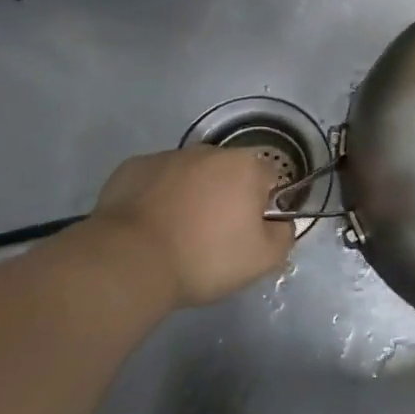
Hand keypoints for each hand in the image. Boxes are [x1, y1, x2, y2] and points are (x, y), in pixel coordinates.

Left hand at [89, 145, 294, 308]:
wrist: (130, 261)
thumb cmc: (205, 257)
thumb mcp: (263, 260)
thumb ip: (284, 235)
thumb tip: (280, 223)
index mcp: (246, 167)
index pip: (270, 175)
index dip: (264, 202)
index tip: (250, 229)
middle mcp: (209, 151)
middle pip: (228, 171)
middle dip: (226, 195)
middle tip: (213, 234)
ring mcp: (168, 156)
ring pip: (190, 174)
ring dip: (191, 194)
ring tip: (176, 232)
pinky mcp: (132, 167)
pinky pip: (155, 180)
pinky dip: (156, 196)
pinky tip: (148, 226)